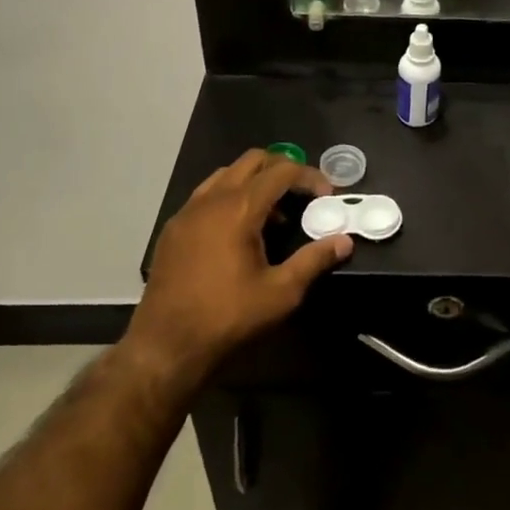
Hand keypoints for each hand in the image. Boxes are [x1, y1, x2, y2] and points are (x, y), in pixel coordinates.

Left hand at [132, 151, 353, 396]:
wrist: (165, 349)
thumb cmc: (227, 318)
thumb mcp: (281, 292)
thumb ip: (314, 260)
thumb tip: (344, 241)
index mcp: (240, 208)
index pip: (282, 171)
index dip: (310, 177)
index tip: (327, 195)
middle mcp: (212, 199)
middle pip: (253, 160)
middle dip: (282, 169)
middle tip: (302, 194)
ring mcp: (188, 212)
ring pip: (227, 174)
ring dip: (255, 182)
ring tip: (273, 214)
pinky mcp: (173, 229)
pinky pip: (207, 195)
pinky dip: (230, 197)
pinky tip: (239, 231)